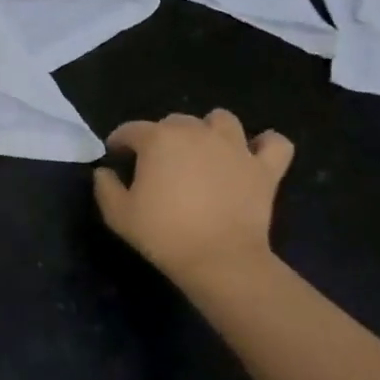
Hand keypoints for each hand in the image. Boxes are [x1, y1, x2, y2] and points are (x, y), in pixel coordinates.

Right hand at [93, 110, 292, 290]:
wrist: (219, 260)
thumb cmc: (164, 234)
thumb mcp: (118, 215)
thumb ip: (106, 187)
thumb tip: (105, 172)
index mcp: (158, 139)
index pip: (131, 130)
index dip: (120, 142)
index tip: (117, 156)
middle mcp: (196, 132)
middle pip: (175, 121)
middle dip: (163, 136)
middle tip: (160, 163)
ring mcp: (234, 147)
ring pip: (222, 120)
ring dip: (210, 130)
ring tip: (204, 151)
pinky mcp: (263, 168)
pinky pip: (275, 143)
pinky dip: (265, 145)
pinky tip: (253, 155)